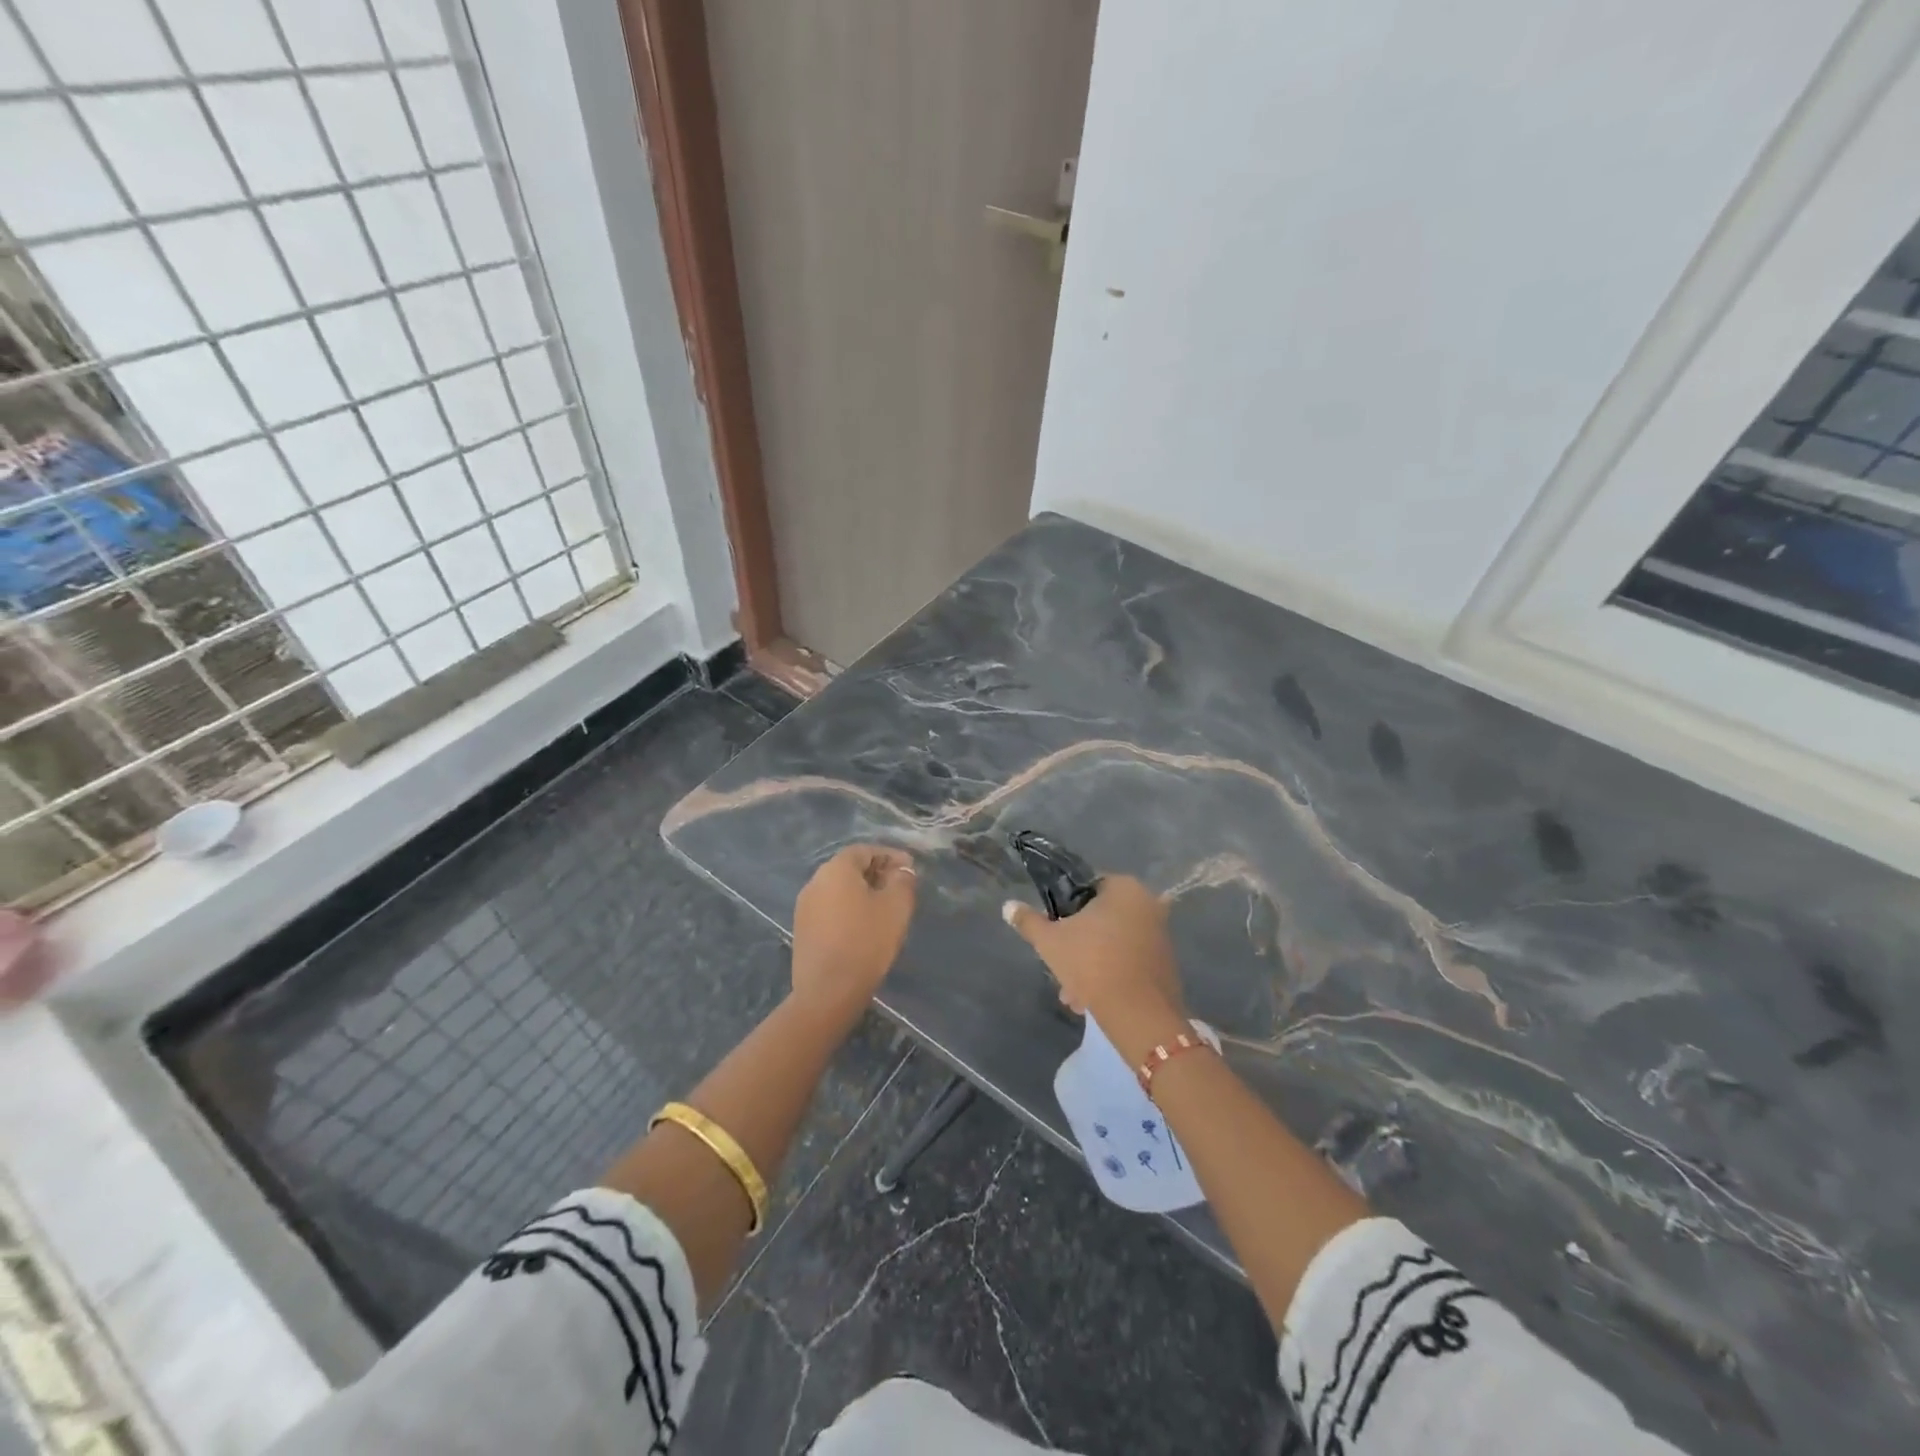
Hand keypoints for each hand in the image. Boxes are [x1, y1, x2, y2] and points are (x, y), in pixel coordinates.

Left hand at [790, 844, 917, 1018]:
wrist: (827, 992)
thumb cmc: (866, 942)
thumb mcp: (896, 907)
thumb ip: (902, 881)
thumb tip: (901, 871)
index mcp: (836, 869)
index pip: (864, 850)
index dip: (889, 855)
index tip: (910, 869)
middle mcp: (815, 882)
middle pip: (849, 868)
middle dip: (876, 873)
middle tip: (900, 888)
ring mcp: (805, 907)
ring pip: (839, 890)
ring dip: (862, 893)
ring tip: (885, 909)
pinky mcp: (802, 930)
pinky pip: (830, 909)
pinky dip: (849, 910)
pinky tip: (864, 928)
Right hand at [1002, 875, 1187, 1051]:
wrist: (1139, 1014)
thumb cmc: (1092, 964)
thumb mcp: (1050, 941)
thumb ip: (1028, 921)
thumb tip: (1008, 906)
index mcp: (1124, 888)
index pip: (1087, 888)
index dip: (1066, 910)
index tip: (1054, 933)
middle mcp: (1148, 904)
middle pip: (1101, 920)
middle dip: (1079, 945)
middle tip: (1061, 968)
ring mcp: (1161, 935)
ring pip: (1114, 944)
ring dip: (1092, 965)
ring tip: (1074, 997)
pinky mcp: (1167, 965)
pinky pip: (1130, 963)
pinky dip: (1112, 976)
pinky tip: (1092, 1002)